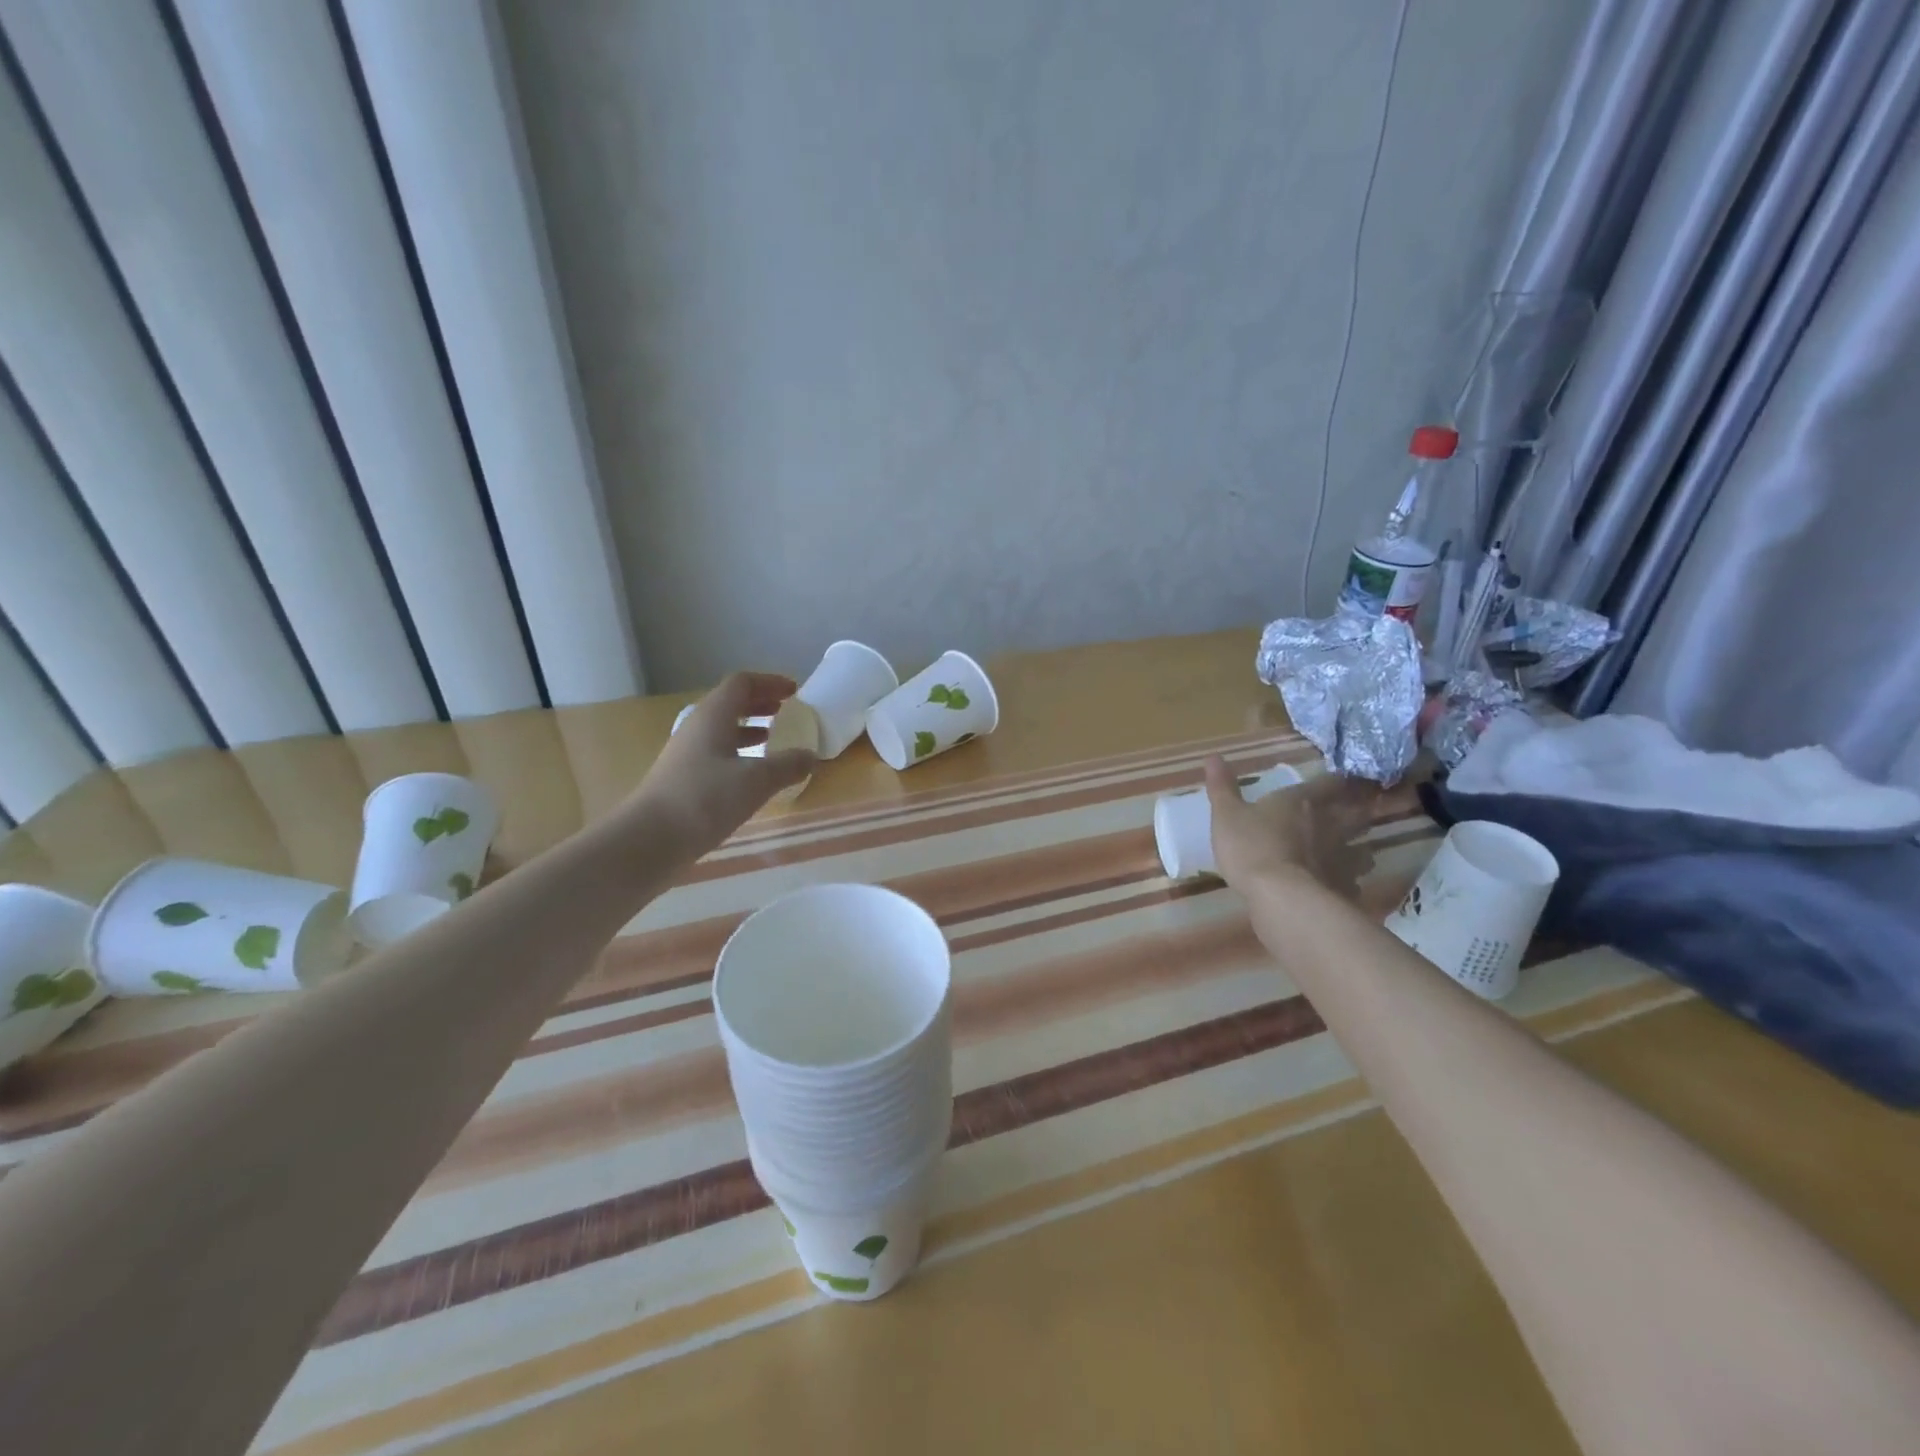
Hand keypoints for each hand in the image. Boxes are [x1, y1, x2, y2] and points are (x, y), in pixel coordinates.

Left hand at [627, 672, 817, 860]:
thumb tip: (810, 756)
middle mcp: (697, 727)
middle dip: (760, 703)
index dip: (770, 683)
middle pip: (730, 703)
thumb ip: (787, 765)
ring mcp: (686, 753)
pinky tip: (751, 774)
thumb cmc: (705, 800)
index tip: (794, 691)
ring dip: (748, 728)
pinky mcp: (682, 778)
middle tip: (786, 710)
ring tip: (773, 739)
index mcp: (713, 716)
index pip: (742, 683)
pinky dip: (738, 753)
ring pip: (721, 729)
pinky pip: (715, 753)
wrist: (649, 839)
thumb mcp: (756, 781)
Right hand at [1203, 756, 1378, 899]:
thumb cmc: (1251, 847)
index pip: (1330, 783)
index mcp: (1302, 801)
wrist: (1280, 896)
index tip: (1347, 779)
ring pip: (1363, 848)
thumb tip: (1213, 756)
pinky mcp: (1345, 888)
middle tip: (1362, 809)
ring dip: (1361, 847)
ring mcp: (1343, 857)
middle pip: (1356, 812)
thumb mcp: (1226, 814)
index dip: (1340, 780)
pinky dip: (1350, 882)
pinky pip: (1354, 882)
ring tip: (1356, 851)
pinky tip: (1342, 887)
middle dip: (1360, 809)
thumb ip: (1222, 787)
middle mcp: (1330, 824)